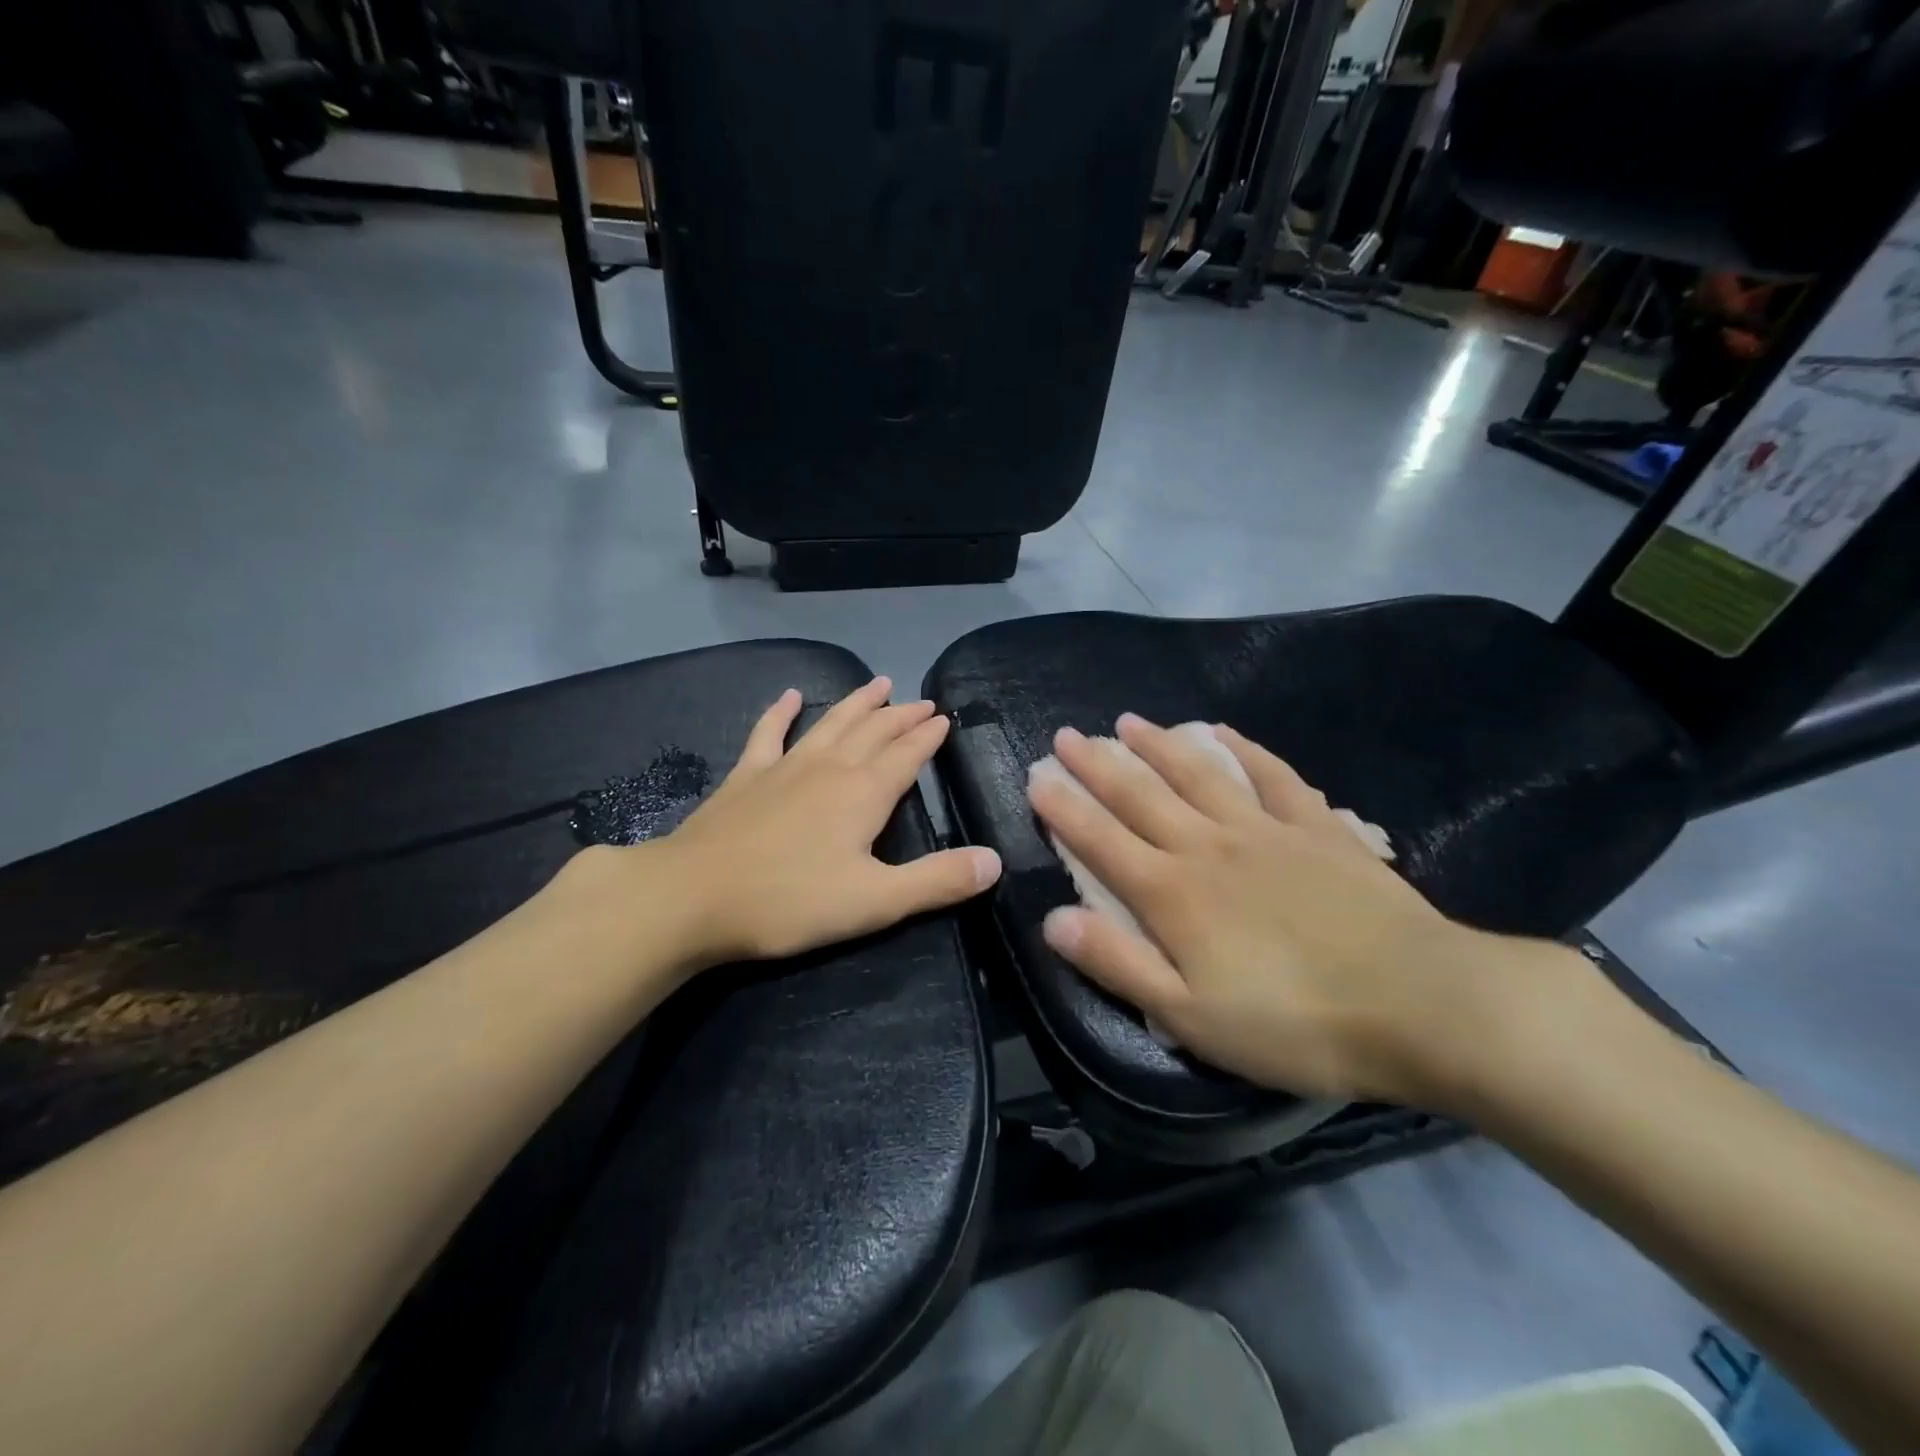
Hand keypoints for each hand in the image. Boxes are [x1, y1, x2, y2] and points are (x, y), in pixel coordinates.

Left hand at [600, 678, 1000, 971]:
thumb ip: (938, 881)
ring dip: (857, 704)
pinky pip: (768, 733)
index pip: (907, 755)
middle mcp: (829, 768)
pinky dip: (782, 712)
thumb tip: (995, 861)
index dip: (928, 737)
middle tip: (922, 700)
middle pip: (873, 732)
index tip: (944, 719)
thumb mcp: (875, 902)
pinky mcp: (746, 777)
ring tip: (878, 683)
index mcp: (864, 794)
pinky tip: (791, 696)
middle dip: (901, 716)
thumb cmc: (789, 902)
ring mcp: (784, 767)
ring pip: (831, 724)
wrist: (692, 896)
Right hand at [1026, 713, 1535, 1109]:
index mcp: (1172, 894)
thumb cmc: (1294, 1023)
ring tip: (1126, 721)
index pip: (1100, 840)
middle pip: (1140, 795)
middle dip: (1096, 764)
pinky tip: (1221, 732)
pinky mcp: (1316, 828)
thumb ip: (1118, 963)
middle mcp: (1208, 846)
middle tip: (1066, 735)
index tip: (1036, 777)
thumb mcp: (1189, 1017)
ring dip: (1158, 745)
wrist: (1419, 1004)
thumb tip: (1053, 920)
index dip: (1063, 808)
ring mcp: (1264, 830)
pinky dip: (1242, 749)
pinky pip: (1271, 775)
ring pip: (1197, 774)